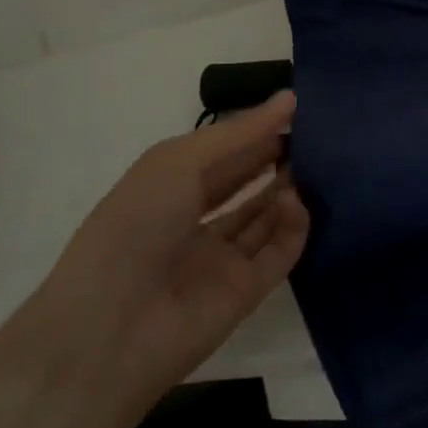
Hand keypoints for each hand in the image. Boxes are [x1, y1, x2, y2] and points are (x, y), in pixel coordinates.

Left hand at [29, 92, 309, 410]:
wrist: (110, 329)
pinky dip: (294, 226)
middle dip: (277, 158)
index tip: (297, 110)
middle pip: (246, 183)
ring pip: (266, 217)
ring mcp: (222, 259)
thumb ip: (240, 132)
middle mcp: (195, 220)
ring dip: (290, 189)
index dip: (255, 131)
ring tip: (317, 164)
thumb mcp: (180, 161)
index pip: (222, 153)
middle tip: (316, 136)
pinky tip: (296, 202)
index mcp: (169, 187)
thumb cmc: (135, 225)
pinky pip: (280, 252)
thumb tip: (290, 98)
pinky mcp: (246, 292)